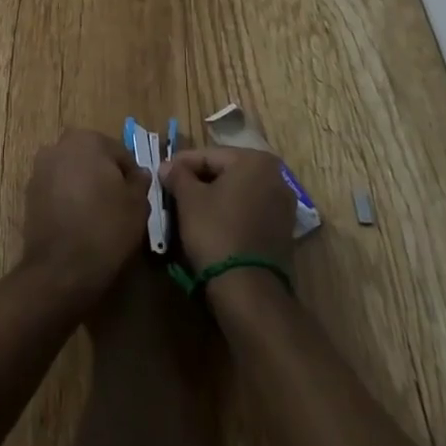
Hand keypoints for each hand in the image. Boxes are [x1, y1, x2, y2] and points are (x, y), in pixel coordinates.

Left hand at [22, 128, 150, 313]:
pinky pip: (57, 190)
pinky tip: (78, 222)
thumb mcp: (137, 205)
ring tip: (98, 215)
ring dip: (84, 186)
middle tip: (119, 205)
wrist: (60, 270)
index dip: (131, 176)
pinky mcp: (29, 194)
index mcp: (87, 140)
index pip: (119, 153)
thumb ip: (139, 182)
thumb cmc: (105, 229)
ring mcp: (40, 170)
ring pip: (72, 173)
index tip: (137, 198)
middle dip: (105, 176)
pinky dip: (68, 199)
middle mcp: (58, 146)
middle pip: (92, 158)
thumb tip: (139, 173)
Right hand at [160, 147, 296, 272]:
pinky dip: (230, 213)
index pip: (209, 155)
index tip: (162, 173)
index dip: (182, 164)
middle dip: (199, 180)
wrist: (248, 289)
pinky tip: (210, 223)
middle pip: (226, 172)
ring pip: (238, 192)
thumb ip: (177, 175)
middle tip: (173, 190)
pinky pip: (249, 211)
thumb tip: (167, 166)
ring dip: (214, 197)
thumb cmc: (216, 231)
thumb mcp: (189, 199)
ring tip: (188, 208)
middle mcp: (276, 177)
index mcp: (255, 160)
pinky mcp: (283, 231)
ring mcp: (283, 205)